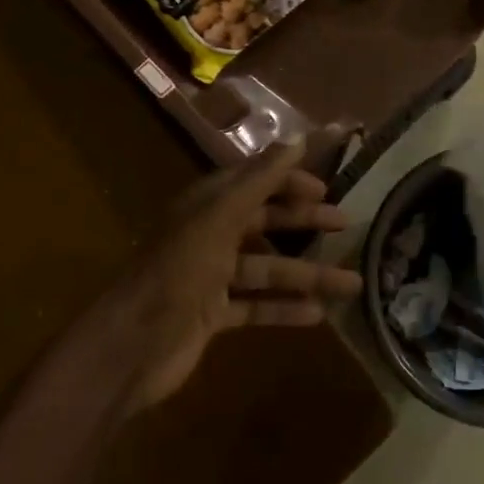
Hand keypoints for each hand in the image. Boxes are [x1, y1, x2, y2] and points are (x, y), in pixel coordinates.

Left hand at [113, 141, 361, 409]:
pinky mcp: (213, 316)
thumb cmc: (179, 271)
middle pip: (264, 222)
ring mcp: (211, 278)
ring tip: (351, 283)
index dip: (288, 181)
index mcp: (207, 206)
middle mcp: (210, 235)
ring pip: (268, 269)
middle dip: (304, 221)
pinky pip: (257, 306)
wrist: (131, 345)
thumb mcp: (221, 217)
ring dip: (307, 274)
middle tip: (346, 225)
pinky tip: (318, 315)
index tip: (326, 187)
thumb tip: (298, 139)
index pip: (254, 181)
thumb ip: (260, 179)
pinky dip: (284, 308)